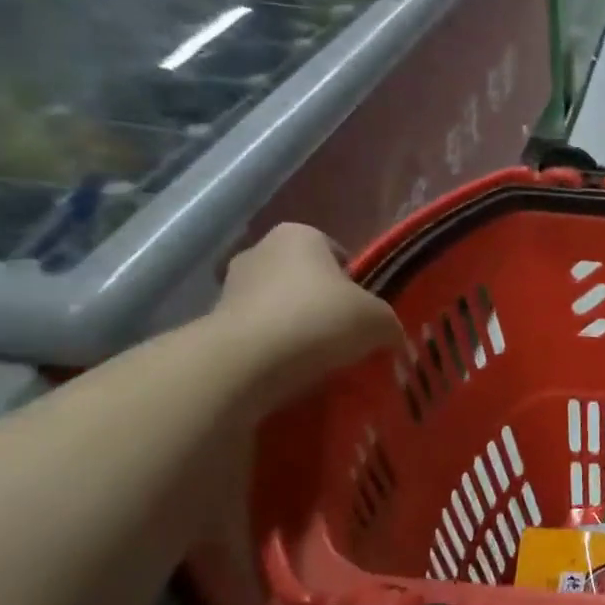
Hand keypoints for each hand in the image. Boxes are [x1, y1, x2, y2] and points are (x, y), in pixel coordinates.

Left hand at [209, 224, 404, 411]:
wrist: (250, 361)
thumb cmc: (322, 320)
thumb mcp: (380, 321)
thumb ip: (388, 324)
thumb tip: (389, 336)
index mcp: (300, 235)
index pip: (336, 253)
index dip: (354, 282)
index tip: (363, 311)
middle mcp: (259, 250)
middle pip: (304, 278)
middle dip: (322, 303)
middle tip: (345, 335)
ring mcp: (229, 285)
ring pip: (279, 306)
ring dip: (297, 327)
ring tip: (319, 358)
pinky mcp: (214, 321)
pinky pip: (258, 333)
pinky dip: (274, 348)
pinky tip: (292, 369)